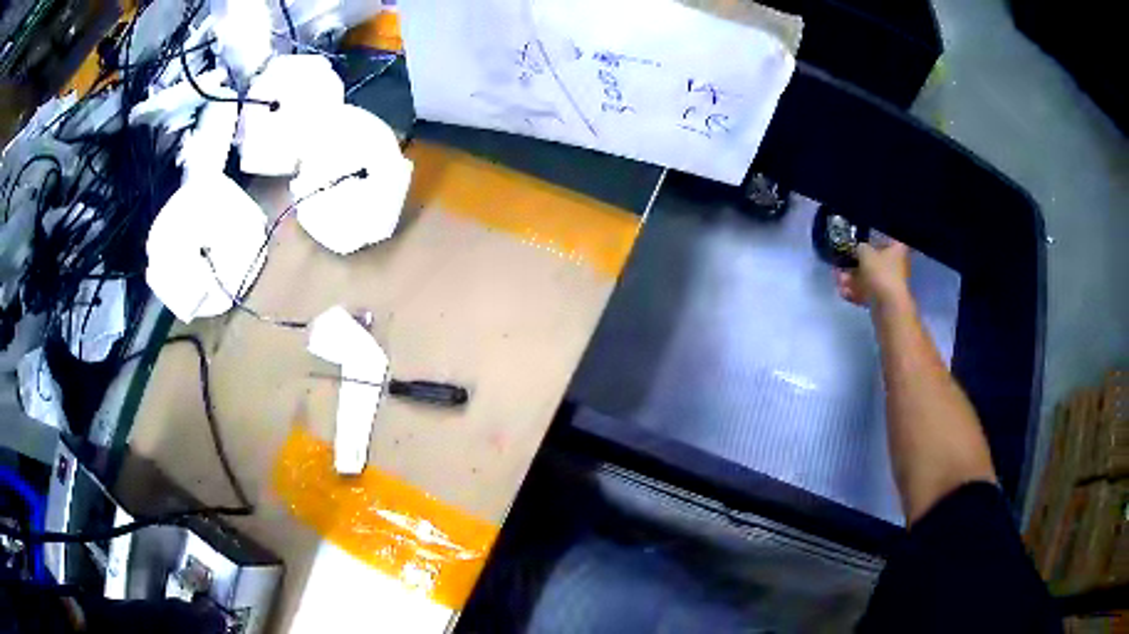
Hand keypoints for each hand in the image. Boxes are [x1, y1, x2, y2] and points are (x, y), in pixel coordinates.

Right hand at [835, 240, 910, 307]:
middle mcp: (896, 265)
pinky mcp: (883, 299)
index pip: (885, 239)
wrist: (888, 306)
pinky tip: (842, 293)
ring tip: (838, 280)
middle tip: (840, 265)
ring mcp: (889, 284)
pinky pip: (867, 293)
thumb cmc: (880, 273)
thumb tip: (858, 249)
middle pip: (873, 261)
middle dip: (855, 264)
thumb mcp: (865, 252)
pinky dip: (855, 292)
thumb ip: (859, 247)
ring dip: (852, 279)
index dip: (871, 240)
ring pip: (868, 278)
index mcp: (897, 249)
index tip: (857, 243)